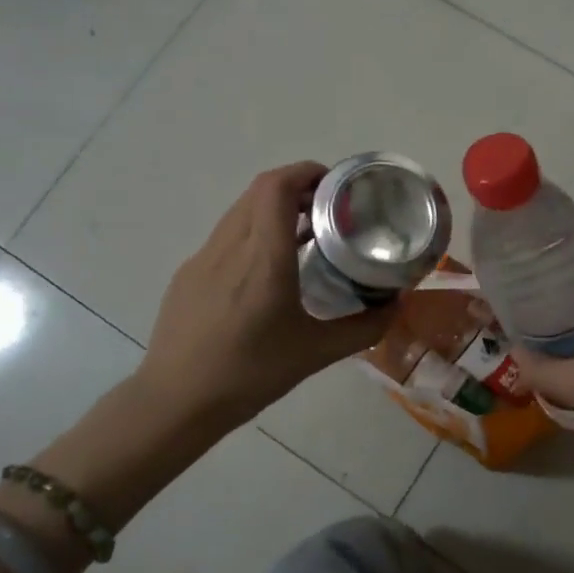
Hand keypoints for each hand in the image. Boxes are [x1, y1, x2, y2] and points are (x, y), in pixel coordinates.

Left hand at [135, 162, 393, 430]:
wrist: (176, 401)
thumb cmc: (250, 375)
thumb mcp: (316, 354)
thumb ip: (363, 328)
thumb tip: (396, 306)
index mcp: (263, 258)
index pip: (277, 187)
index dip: (306, 171)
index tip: (336, 185)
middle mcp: (230, 246)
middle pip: (260, 190)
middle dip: (297, 187)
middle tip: (328, 209)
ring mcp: (202, 258)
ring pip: (240, 211)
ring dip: (272, 208)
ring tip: (302, 235)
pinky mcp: (188, 274)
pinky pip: (225, 236)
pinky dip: (252, 232)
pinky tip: (266, 271)